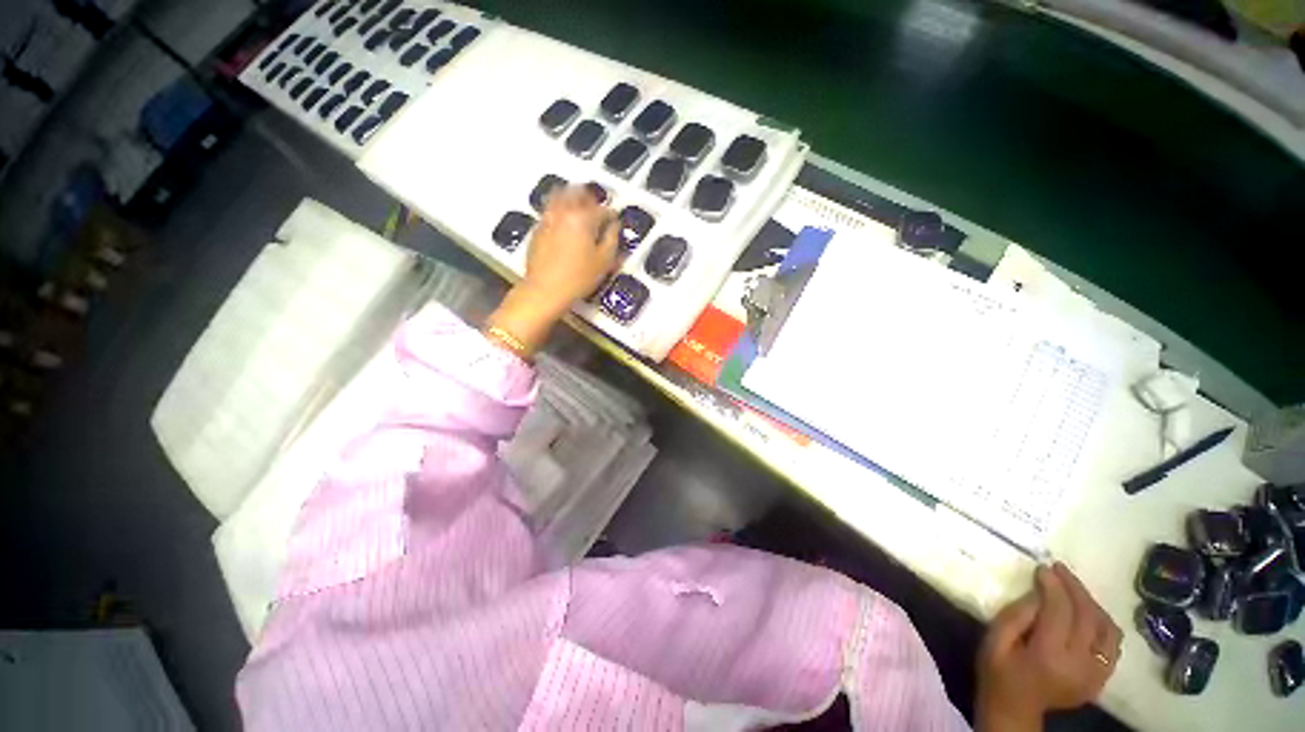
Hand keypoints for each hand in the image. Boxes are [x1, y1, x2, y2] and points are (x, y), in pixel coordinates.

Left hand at [522, 186, 619, 308]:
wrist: (545, 290)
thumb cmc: (578, 278)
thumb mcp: (604, 261)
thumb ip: (612, 239)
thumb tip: (614, 226)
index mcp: (583, 218)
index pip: (603, 209)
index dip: (612, 216)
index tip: (615, 223)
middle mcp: (564, 211)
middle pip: (578, 193)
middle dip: (591, 198)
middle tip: (598, 210)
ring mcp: (548, 217)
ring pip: (560, 196)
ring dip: (572, 198)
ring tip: (580, 210)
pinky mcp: (538, 228)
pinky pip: (550, 209)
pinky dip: (560, 210)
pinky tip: (565, 223)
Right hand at [975, 563, 1122, 731]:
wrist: (1015, 708)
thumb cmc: (998, 670)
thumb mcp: (995, 639)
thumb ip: (1016, 614)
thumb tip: (1039, 591)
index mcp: (1049, 656)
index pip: (1060, 611)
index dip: (1054, 586)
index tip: (1043, 567)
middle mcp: (1079, 665)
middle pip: (1087, 616)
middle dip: (1074, 588)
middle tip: (1059, 569)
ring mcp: (1095, 674)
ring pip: (1106, 629)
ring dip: (1091, 604)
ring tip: (1073, 589)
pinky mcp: (1101, 678)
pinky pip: (1112, 645)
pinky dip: (1103, 624)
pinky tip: (1088, 614)